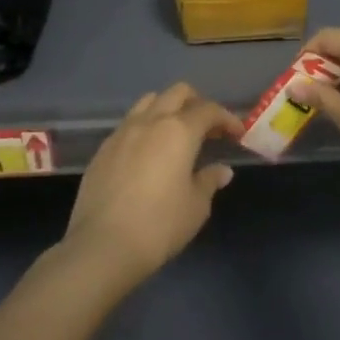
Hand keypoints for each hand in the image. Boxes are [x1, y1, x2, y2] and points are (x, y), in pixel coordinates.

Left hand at [61, 83, 237, 289]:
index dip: (226, 118)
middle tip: (207, 128)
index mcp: (179, 131)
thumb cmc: (159, 225)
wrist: (102, 246)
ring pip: (149, 101)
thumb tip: (221, 170)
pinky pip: (129, 124)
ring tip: (176, 134)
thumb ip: (209, 181)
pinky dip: (145, 128)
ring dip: (168, 109)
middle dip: (197, 103)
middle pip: (177, 93)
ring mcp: (122, 132)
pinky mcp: (103, 148)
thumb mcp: (195, 207)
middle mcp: (150, 121)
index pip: (208, 110)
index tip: (237, 133)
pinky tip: (147, 153)